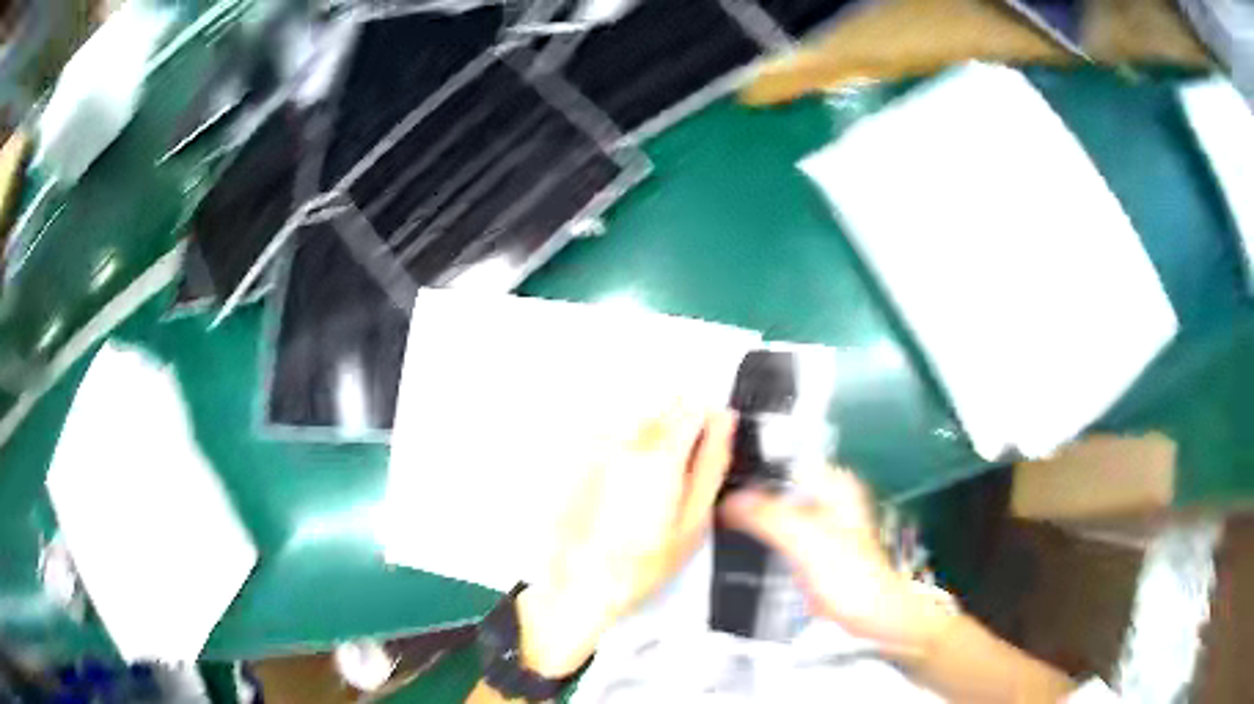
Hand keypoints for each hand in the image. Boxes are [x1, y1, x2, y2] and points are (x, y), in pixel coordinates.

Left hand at [517, 408, 736, 678]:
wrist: (582, 581)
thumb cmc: (640, 562)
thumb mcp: (693, 522)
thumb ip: (712, 465)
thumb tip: (723, 424)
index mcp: (661, 455)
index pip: (692, 408)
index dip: (707, 423)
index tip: (708, 443)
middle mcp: (626, 443)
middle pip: (663, 410)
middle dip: (679, 432)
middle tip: (679, 475)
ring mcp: (599, 448)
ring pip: (638, 422)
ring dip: (651, 440)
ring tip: (649, 487)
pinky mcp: (579, 458)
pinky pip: (611, 437)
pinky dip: (624, 452)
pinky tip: (624, 489)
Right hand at [719, 468, 955, 654]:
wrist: (868, 613)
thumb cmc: (846, 573)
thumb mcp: (804, 540)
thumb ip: (766, 515)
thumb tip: (728, 499)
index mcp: (833, 483)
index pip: (786, 457)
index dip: (752, 459)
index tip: (717, 465)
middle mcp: (826, 495)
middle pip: (778, 481)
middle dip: (747, 486)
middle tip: (709, 492)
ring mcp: (818, 522)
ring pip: (776, 505)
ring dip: (751, 510)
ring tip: (715, 511)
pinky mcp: (810, 546)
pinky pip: (778, 529)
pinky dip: (759, 530)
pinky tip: (735, 536)